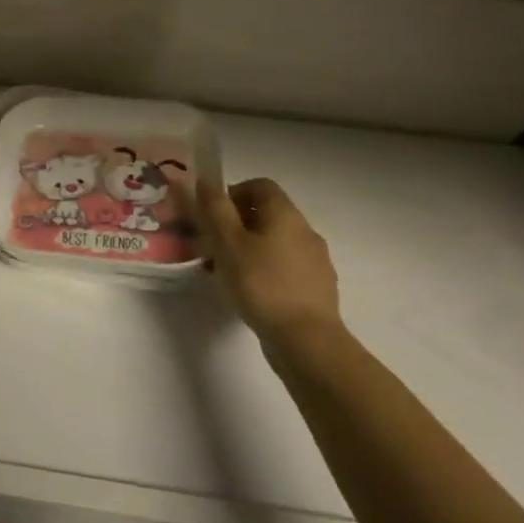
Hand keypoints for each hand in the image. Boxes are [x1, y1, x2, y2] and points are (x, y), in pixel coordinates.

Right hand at [197, 178, 341, 355]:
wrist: (308, 342)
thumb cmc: (261, 283)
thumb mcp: (227, 242)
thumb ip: (214, 208)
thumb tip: (204, 180)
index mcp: (285, 214)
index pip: (260, 185)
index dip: (233, 193)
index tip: (213, 216)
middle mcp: (306, 231)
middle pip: (268, 214)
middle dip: (237, 224)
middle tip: (214, 245)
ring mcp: (316, 261)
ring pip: (276, 242)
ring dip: (251, 248)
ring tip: (229, 271)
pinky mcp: (318, 288)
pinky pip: (287, 266)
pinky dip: (267, 269)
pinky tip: (252, 291)